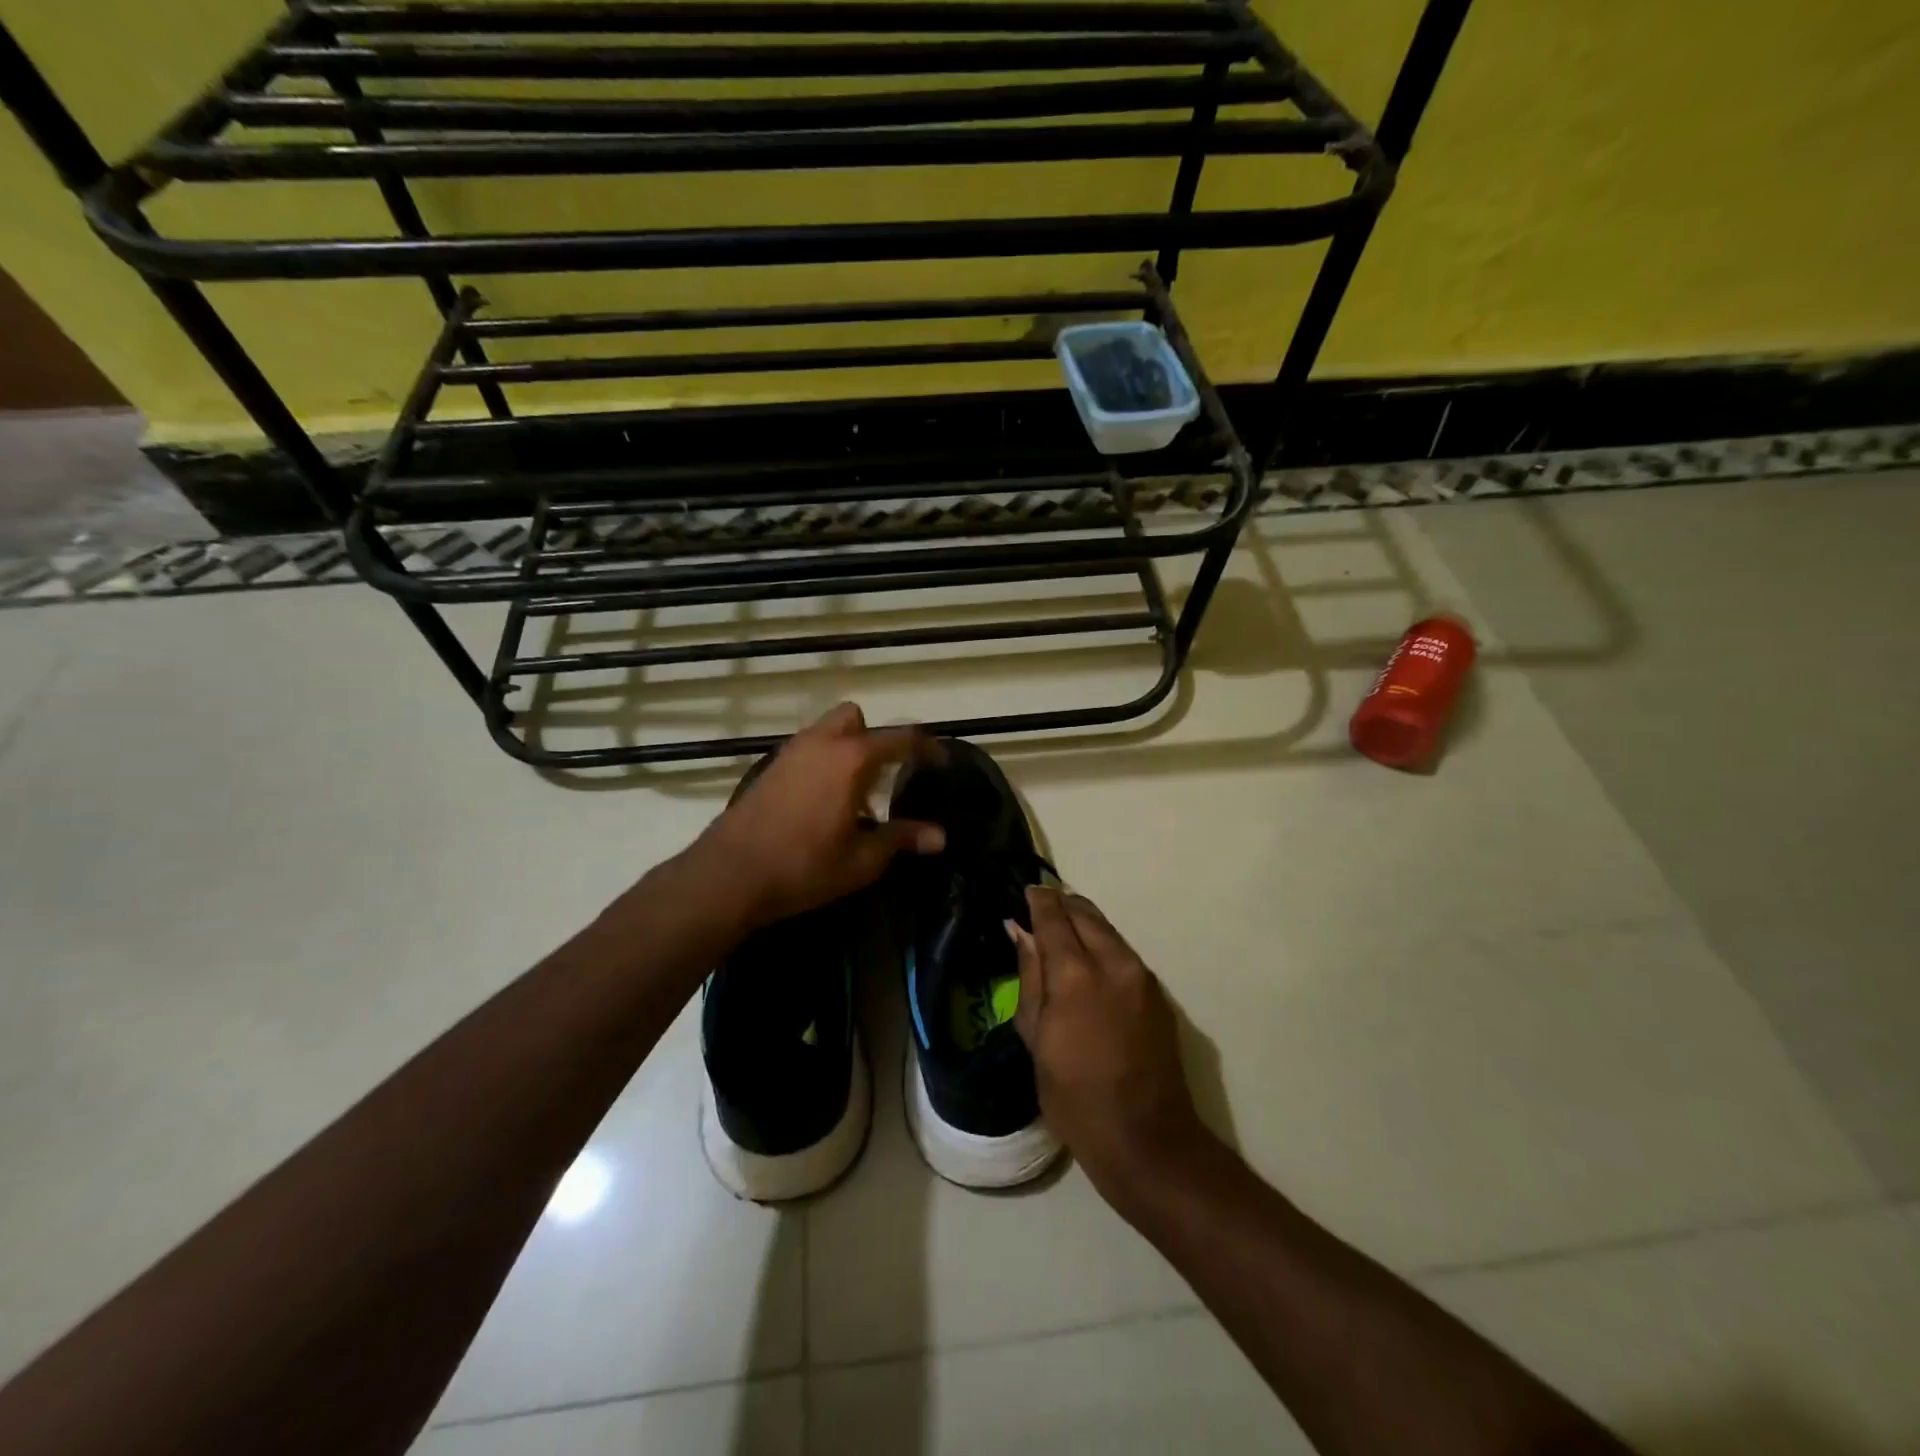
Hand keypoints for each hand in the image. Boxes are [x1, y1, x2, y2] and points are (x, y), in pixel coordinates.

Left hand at [689, 702, 945, 928]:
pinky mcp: (770, 768)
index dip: (927, 748)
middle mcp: (821, 743)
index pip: (901, 738)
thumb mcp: (861, 860)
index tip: (940, 763)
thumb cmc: (803, 866)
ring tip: (855, 794)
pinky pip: (807, 749)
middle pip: (856, 718)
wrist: (729, 874)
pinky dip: (823, 761)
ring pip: (827, 731)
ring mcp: (790, 752)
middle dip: (876, 737)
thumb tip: (940, 836)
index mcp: (851, 759)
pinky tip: (822, 802)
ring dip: (847, 748)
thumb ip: (902, 838)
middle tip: (884, 775)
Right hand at [1008, 887, 1208, 1200]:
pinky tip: (1090, 962)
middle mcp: (1114, 963)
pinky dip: (1103, 945)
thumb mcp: (1036, 1039)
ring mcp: (1142, 976)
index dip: (1039, 900)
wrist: (1147, 1139)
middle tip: (1042, 908)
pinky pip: (1124, 953)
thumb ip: (1030, 977)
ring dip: (1085, 923)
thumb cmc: (1075, 1098)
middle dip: (1063, 905)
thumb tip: (1021, 932)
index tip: (1027, 892)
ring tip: (1063, 931)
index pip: (1054, 917)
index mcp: (1076, 974)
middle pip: (1086, 914)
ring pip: (1108, 930)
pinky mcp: (1158, 993)